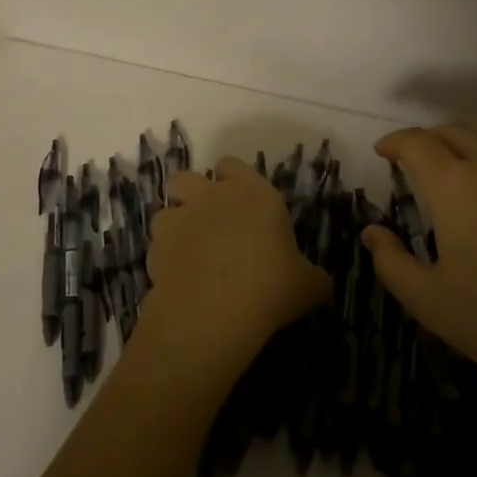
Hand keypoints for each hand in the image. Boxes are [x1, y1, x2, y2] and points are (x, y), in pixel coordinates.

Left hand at [140, 157, 331, 387]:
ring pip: (166, 211)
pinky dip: (164, 259)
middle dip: (192, 195)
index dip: (233, 181)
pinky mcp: (155, 248)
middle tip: (207, 223)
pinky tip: (178, 281)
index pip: (233, 165)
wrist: (215, 311)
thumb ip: (313, 277)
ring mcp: (179, 219)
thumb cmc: (270, 286)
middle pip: (187, 178)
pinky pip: (156, 247)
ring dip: (175, 227)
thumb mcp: (307, 285)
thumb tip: (321, 283)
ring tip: (188, 254)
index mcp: (251, 192)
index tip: (242, 204)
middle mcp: (211, 196)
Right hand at [361, 124, 476, 406]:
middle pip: (453, 130)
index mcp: (453, 184)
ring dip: (468, 141)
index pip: (415, 143)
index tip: (384, 153)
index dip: (394, 142)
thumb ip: (391, 263)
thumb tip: (372, 232)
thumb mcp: (429, 302)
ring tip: (461, 163)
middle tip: (418, 162)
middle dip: (428, 139)